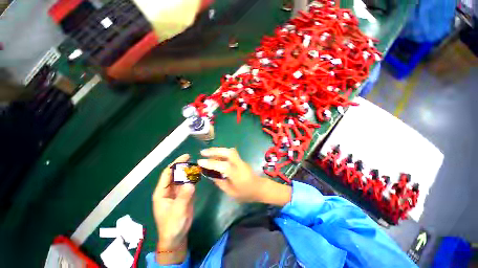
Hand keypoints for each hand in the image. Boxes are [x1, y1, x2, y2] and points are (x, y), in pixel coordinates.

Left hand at [153, 154, 194, 263]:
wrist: (177, 236)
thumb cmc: (172, 225)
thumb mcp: (177, 211)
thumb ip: (184, 197)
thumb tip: (190, 183)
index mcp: (162, 192)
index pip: (167, 174)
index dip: (175, 164)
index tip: (186, 156)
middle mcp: (169, 189)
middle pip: (175, 174)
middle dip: (184, 166)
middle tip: (194, 160)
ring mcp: (177, 192)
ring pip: (182, 178)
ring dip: (189, 171)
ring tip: (198, 166)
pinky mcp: (184, 194)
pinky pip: (188, 183)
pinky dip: (193, 178)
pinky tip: (199, 174)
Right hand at [198, 148, 291, 205]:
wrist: (259, 188)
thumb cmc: (246, 193)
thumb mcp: (231, 192)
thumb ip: (220, 183)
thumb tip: (211, 175)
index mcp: (236, 174)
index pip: (222, 165)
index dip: (210, 163)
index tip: (200, 161)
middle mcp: (239, 164)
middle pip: (228, 152)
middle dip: (214, 150)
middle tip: (203, 152)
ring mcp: (240, 160)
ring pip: (229, 150)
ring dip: (218, 150)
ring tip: (207, 152)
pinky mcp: (240, 160)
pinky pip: (230, 153)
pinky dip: (222, 152)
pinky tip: (216, 155)